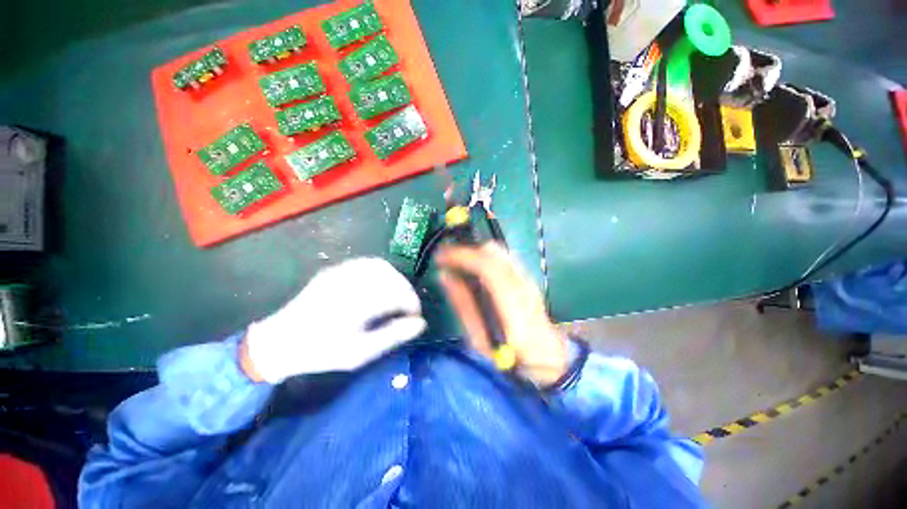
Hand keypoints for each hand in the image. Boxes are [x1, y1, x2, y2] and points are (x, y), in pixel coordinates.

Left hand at [242, 258, 426, 383]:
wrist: (280, 341)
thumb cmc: (322, 351)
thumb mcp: (360, 352)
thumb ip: (392, 336)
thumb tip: (420, 324)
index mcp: (356, 304)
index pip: (397, 294)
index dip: (412, 303)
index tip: (415, 316)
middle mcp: (350, 282)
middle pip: (391, 277)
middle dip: (406, 290)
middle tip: (407, 307)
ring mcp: (340, 272)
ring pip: (381, 266)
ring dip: (395, 279)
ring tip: (396, 296)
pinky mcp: (334, 269)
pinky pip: (366, 263)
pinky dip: (380, 271)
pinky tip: (380, 285)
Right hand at [436, 243, 568, 385]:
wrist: (547, 357)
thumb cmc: (510, 355)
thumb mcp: (479, 338)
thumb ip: (463, 304)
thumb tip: (445, 276)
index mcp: (512, 303)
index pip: (486, 266)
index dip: (461, 256)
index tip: (440, 257)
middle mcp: (522, 283)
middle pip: (493, 251)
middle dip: (467, 250)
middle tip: (447, 261)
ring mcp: (527, 278)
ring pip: (498, 251)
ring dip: (475, 252)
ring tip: (458, 264)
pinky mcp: (526, 277)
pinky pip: (503, 257)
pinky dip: (485, 257)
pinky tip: (475, 270)